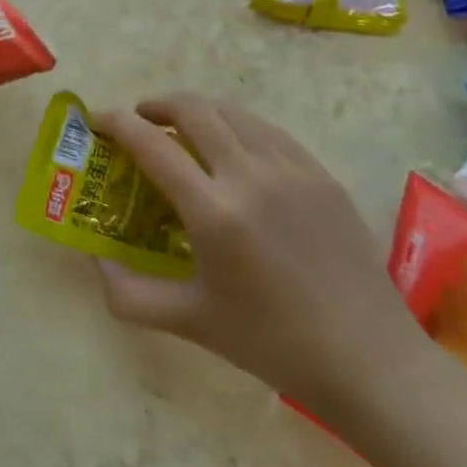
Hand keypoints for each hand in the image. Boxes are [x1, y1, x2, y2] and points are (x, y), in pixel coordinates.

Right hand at [92, 94, 427, 421]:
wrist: (371, 362)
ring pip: (233, 112)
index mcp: (214, 211)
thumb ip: (127, 293)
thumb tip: (95, 259)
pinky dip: (238, 127)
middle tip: (140, 121)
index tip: (97, 120)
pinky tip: (234, 151)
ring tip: (183, 131)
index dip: (116, 123)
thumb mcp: (189, 321)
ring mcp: (293, 171)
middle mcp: (251, 176)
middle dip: (156, 104)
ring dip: (198, 111)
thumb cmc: (273, 343)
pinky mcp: (322, 176)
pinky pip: (269, 131)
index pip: (151, 143)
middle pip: (193, 109)